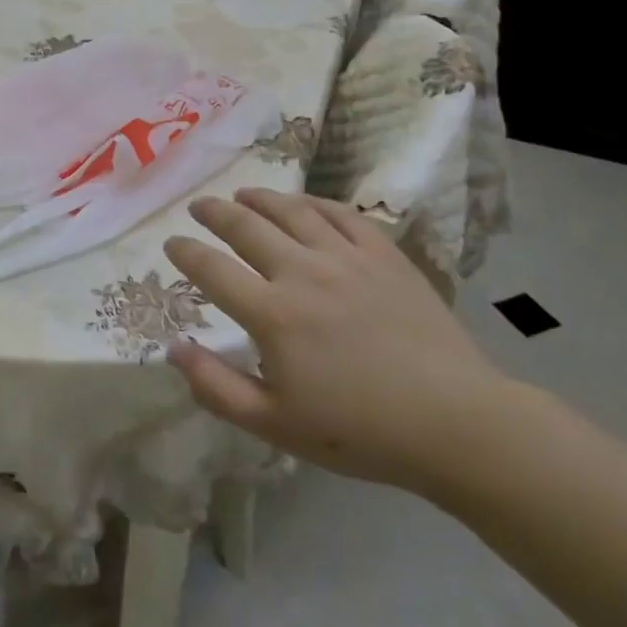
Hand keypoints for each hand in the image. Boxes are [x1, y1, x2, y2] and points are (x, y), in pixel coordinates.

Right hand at [163, 188, 506, 492]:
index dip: (185, 253)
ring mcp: (346, 258)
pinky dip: (313, 203)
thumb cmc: (359, 431)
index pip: (211, 269)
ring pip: (291, 211)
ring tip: (242, 195)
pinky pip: (340, 214)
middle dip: (214, 213)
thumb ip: (216, 387)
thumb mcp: (274, 424)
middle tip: (198, 207)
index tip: (171, 244)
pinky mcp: (383, 254)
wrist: (455, 422)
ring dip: (259, 199)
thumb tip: (173, 348)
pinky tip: (302, 204)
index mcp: (272, 314)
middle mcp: (303, 272)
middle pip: (245, 227)